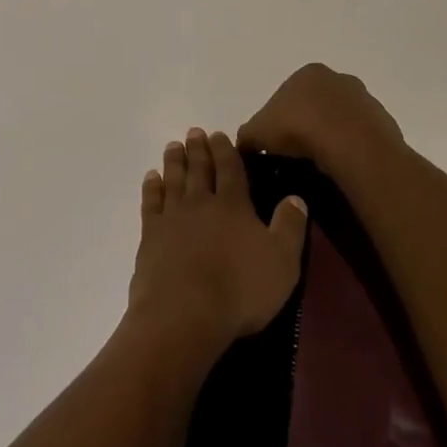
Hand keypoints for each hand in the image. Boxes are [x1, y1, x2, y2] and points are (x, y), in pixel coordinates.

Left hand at [128, 129, 308, 356]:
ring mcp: (172, 218)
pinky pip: (151, 203)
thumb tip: (296, 197)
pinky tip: (151, 178)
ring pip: (173, 180)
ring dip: (174, 162)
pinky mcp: (151, 236)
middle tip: (194, 132)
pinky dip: (151, 187)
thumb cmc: (240, 290)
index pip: (231, 168)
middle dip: (198, 149)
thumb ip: (290, 226)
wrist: (184, 314)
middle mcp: (201, 203)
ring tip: (173, 146)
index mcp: (234, 205)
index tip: (219, 134)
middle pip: (199, 169)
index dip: (226, 150)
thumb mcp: (282, 261)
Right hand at [237, 63, 404, 175]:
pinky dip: (349, 149)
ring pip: (339, 121)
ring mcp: (364, 99)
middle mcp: (338, 79)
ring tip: (318, 165)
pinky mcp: (382, 122)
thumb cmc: (298, 129)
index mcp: (307, 73)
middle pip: (314, 105)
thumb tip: (245, 146)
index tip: (275, 144)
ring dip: (329, 138)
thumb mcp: (256, 133)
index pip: (286, 95)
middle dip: (305, 126)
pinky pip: (359, 137)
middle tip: (295, 156)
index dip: (277, 120)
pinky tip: (340, 167)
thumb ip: (247, 136)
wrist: (351, 147)